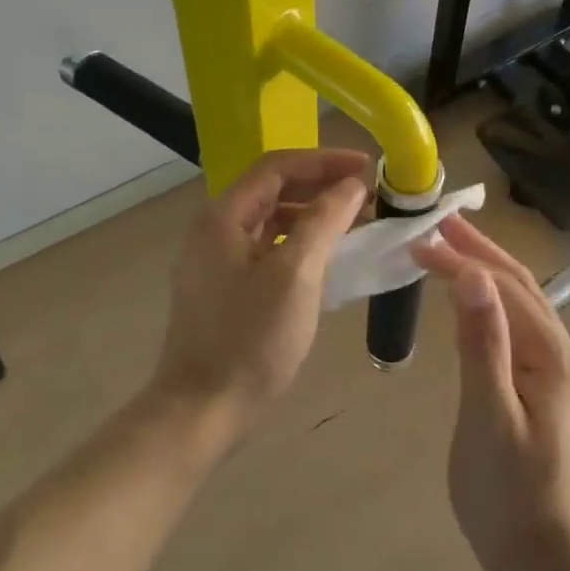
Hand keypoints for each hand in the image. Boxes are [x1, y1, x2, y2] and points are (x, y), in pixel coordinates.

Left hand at [151, 147, 372, 444]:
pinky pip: (268, 246)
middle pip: (274, 188)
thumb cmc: (251, 339)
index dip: (325, 160)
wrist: (202, 410)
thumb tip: (351, 186)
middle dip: (321, 185)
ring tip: (356, 221)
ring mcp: (217, 258)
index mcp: (224, 215)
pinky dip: (299, 241)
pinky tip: (327, 255)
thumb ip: (324, 220)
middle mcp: (215, 228)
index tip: (367, 167)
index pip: (278, 166)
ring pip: (272, 218)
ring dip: (313, 213)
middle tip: (368, 194)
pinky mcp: (225, 285)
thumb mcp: (296, 274)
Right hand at [414, 216, 569, 570]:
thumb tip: (472, 274)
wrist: (549, 562)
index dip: (461, 259)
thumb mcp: (488, 415)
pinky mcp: (551, 390)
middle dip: (479, 252)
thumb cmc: (509, 493)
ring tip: (452, 250)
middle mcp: (564, 353)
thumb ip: (483, 342)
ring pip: (522, 306)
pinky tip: (476, 303)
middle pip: (520, 287)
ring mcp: (561, 372)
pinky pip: (520, 330)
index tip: (419, 241)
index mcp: (552, 354)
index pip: (503, 286)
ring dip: (487, 273)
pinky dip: (494, 304)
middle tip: (439, 224)